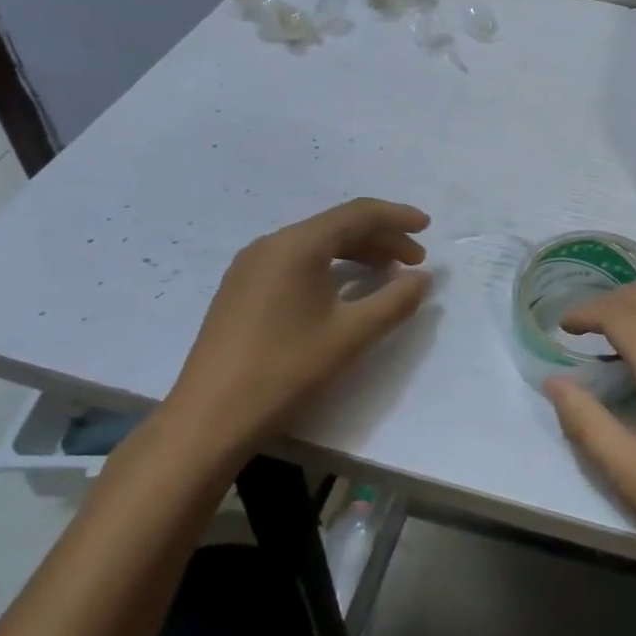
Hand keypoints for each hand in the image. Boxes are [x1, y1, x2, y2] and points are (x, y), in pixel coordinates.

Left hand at [159, 198, 431, 467]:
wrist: (207, 421)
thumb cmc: (285, 371)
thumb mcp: (351, 336)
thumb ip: (395, 302)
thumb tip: (422, 278)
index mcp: (297, 245)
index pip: (358, 214)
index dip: (397, 217)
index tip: (428, 227)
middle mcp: (271, 244)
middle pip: (337, 226)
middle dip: (381, 238)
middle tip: (414, 261)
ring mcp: (250, 267)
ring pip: (315, 245)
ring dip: (356, 253)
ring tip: (387, 275)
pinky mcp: (240, 290)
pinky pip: (295, 262)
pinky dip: (329, 267)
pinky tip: (343, 291)